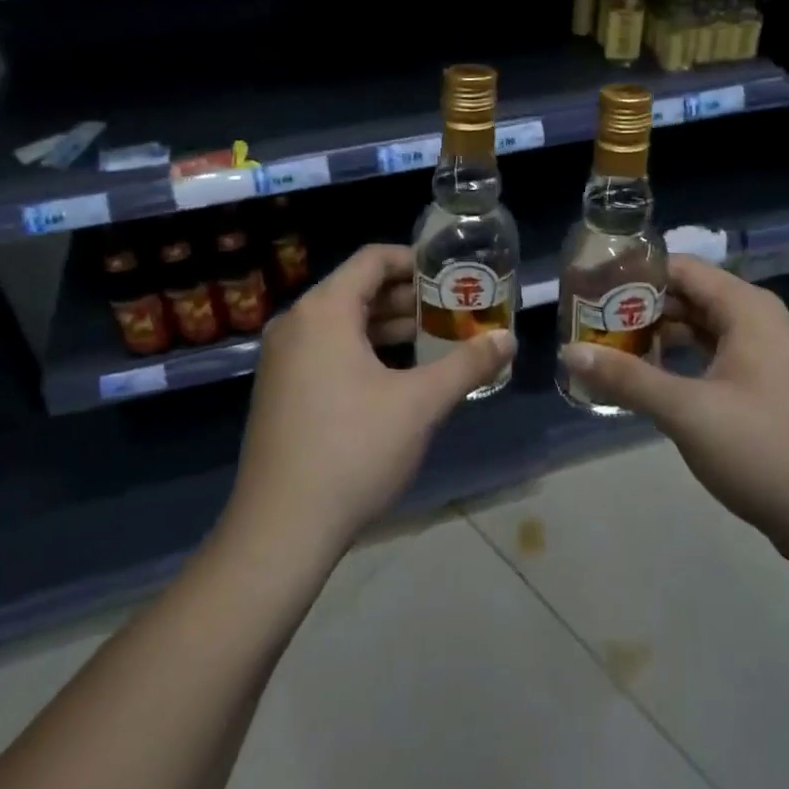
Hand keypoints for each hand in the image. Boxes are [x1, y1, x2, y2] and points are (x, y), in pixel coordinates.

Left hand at [224, 244, 514, 562]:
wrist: (280, 530)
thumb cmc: (353, 450)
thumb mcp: (420, 404)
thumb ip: (467, 364)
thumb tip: (508, 339)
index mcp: (323, 311)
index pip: (372, 259)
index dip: (415, 260)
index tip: (451, 274)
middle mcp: (296, 324)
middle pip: (357, 289)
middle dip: (407, 297)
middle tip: (453, 309)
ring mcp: (282, 360)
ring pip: (342, 323)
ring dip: (388, 326)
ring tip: (435, 340)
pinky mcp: (280, 391)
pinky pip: (327, 350)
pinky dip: (364, 350)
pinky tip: (398, 376)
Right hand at [560, 256, 788, 555]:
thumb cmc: (762, 450)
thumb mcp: (686, 411)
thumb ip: (627, 378)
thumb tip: (569, 352)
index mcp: (747, 308)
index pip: (681, 268)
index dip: (635, 274)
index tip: (592, 289)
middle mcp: (761, 320)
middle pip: (691, 295)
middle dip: (642, 308)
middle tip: (593, 322)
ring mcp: (770, 354)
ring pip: (704, 328)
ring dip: (661, 336)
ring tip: (613, 349)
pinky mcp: (771, 386)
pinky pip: (718, 355)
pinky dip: (685, 360)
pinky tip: (654, 380)